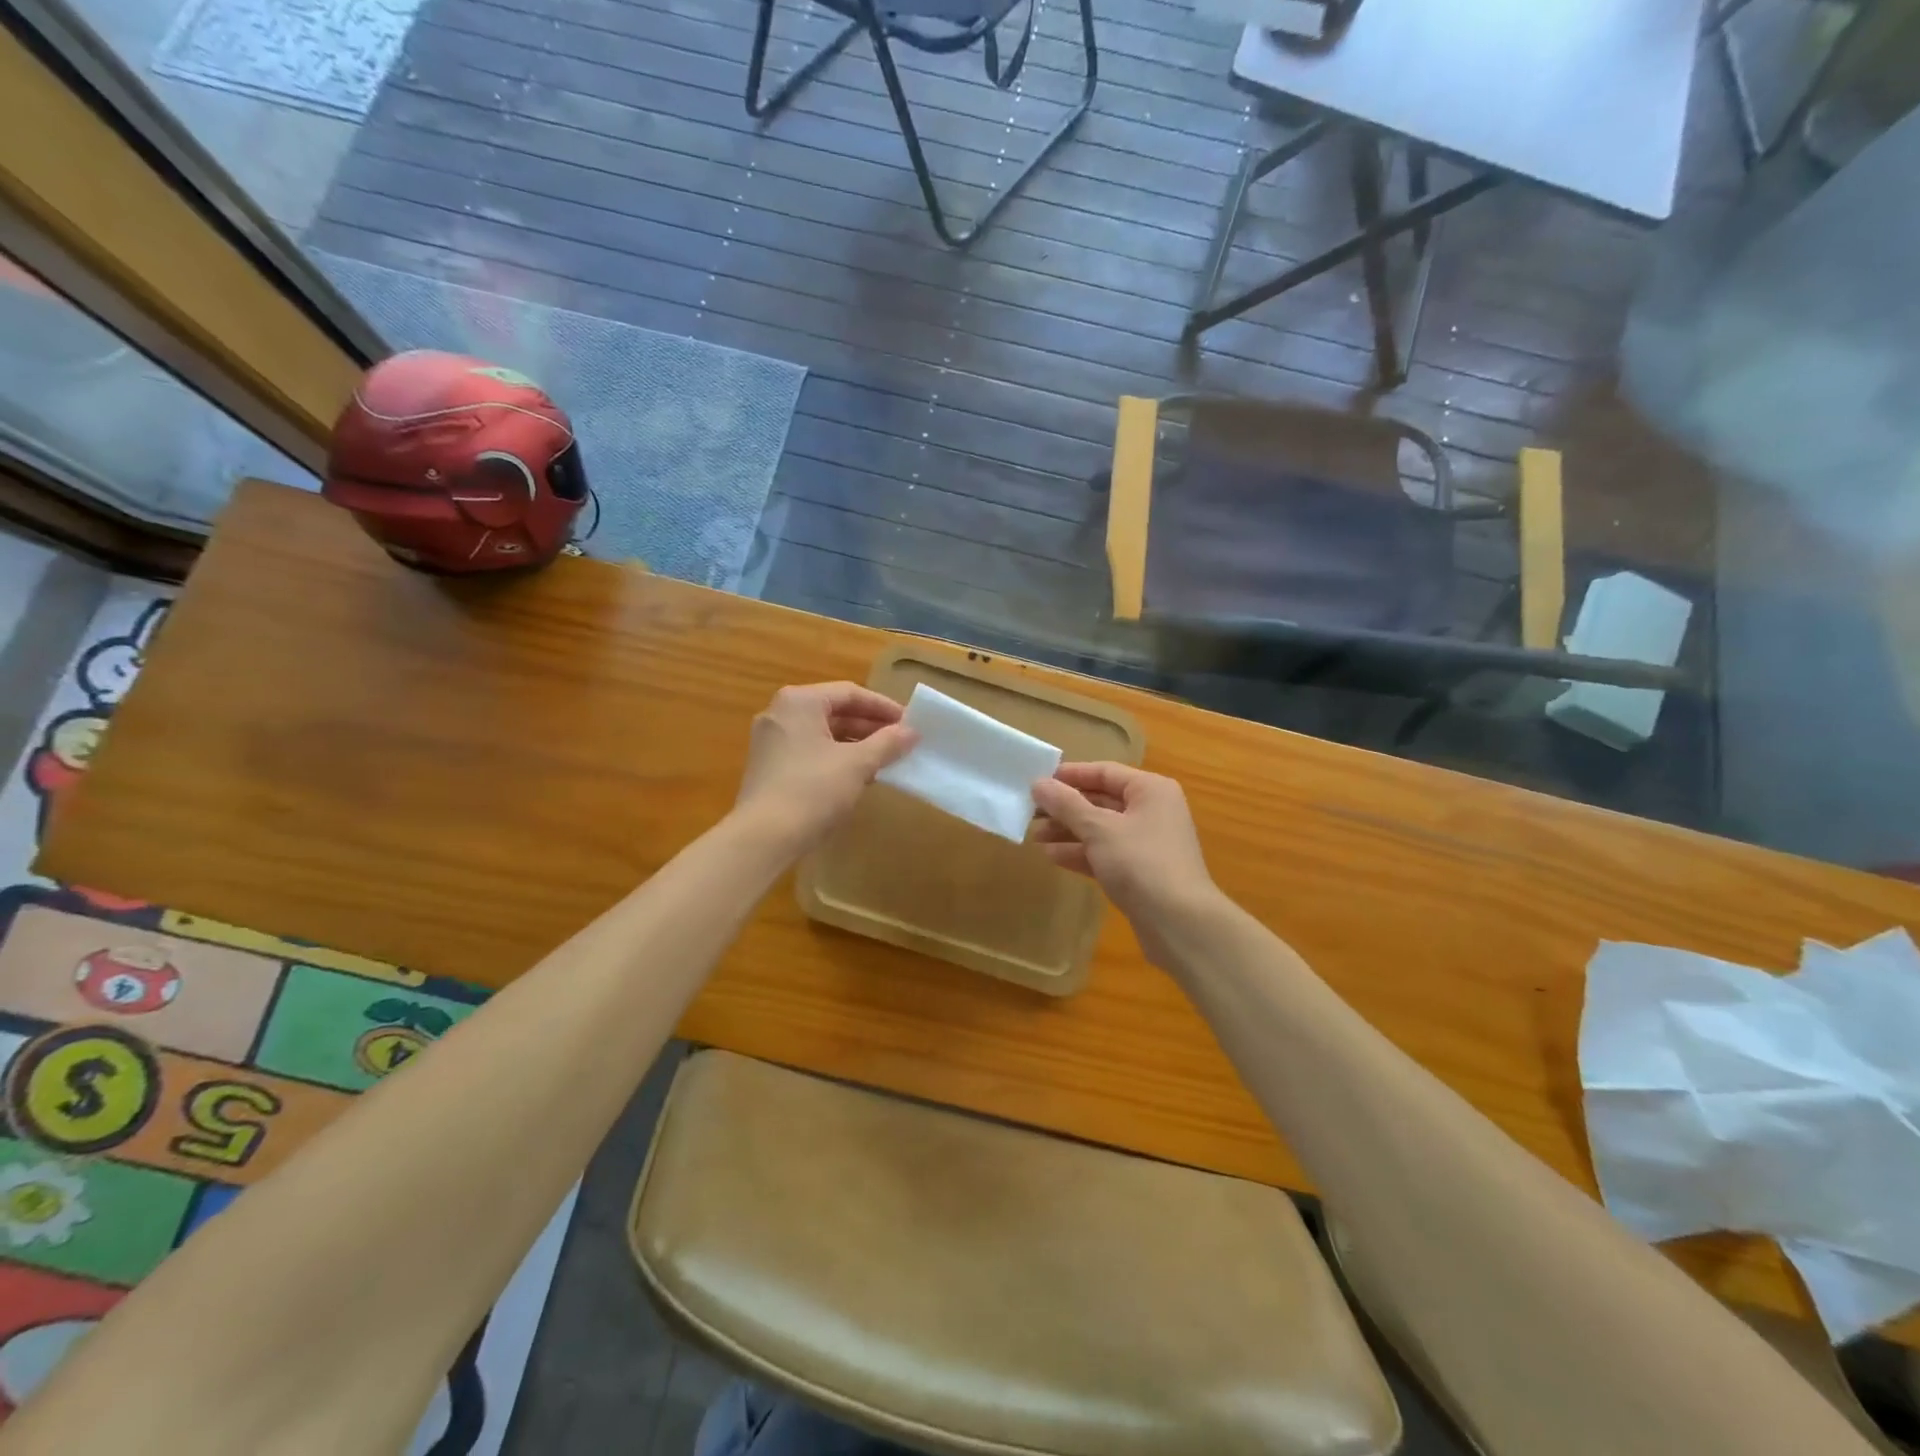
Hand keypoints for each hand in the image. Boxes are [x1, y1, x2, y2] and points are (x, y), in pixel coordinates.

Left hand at [734, 683, 917, 856]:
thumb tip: (912, 731)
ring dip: (855, 744)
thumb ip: (887, 743)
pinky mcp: (769, 767)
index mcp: (800, 702)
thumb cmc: (813, 790)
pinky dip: (835, 758)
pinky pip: (810, 751)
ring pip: (822, 733)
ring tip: (885, 760)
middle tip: (901, 741)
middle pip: (834, 711)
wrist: (763, 838)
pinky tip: (858, 777)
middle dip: (870, 726)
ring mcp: (770, 741)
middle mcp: (780, 713)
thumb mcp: (858, 764)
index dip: (883, 707)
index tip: (910, 722)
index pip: (850, 693)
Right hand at [1030, 763, 1221, 958]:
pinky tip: (1052, 857)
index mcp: (1150, 790)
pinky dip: (1081, 853)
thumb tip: (1038, 783)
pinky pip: (1105, 854)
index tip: (1036, 781)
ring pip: (1101, 829)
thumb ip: (1066, 804)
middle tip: (1030, 812)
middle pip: (1101, 800)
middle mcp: (1152, 811)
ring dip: (1069, 831)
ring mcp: (1147, 843)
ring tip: (1035, 836)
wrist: (1179, 923)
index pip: (1104, 772)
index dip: (1069, 775)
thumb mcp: (1098, 828)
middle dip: (1065, 807)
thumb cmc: (1140, 863)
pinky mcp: (1140, 872)